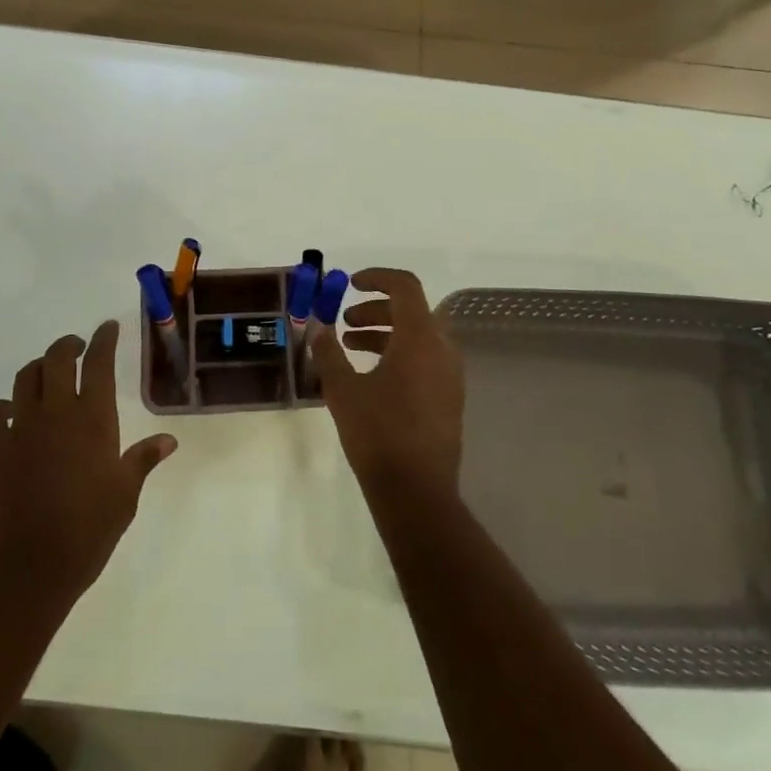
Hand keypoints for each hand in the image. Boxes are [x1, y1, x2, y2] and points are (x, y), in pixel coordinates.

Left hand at [0, 320, 177, 606]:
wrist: (25, 568)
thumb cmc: (86, 533)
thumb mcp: (125, 496)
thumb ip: (143, 460)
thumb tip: (169, 440)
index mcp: (92, 419)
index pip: (98, 363)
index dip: (104, 339)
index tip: (107, 327)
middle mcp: (55, 412)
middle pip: (57, 358)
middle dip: (68, 345)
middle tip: (78, 347)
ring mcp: (19, 428)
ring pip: (25, 378)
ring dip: (38, 368)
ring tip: (47, 375)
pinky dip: (2, 406)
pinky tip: (9, 414)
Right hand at [309, 268, 464, 498]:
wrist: (416, 492)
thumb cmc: (378, 433)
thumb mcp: (342, 389)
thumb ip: (329, 352)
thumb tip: (320, 328)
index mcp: (420, 338)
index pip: (405, 287)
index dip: (377, 278)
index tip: (350, 284)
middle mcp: (442, 350)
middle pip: (411, 311)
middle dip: (375, 310)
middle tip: (345, 321)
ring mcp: (450, 376)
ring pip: (418, 337)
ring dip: (385, 333)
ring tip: (350, 347)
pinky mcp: (449, 399)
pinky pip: (424, 360)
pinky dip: (398, 354)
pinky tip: (371, 377)